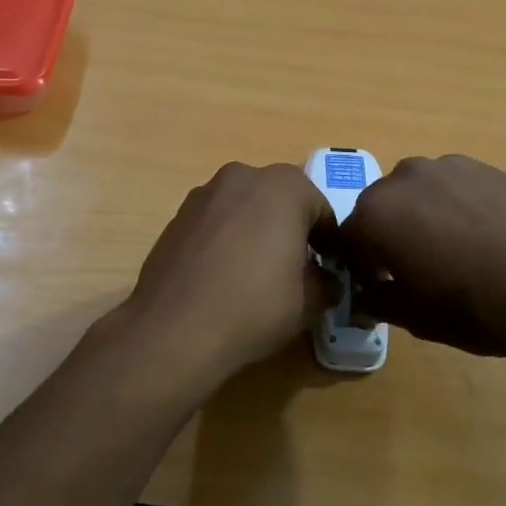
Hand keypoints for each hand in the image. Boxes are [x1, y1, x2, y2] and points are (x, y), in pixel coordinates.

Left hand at [117, 162, 339, 392]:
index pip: (321, 209)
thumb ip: (327, 282)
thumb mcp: (310, 301)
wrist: (174, 328)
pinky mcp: (177, 215)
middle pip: (280, 200)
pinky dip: (226, 239)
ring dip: (256, 230)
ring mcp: (204, 193)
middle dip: (291, 228)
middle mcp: (243, 176)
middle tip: (295, 268)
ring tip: (255, 272)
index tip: (330, 269)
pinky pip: (215, 222)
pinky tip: (223, 275)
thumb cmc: (254, 306)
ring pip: (244, 207)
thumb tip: (326, 280)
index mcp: (284, 186)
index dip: (330, 241)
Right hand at [335, 155, 505, 367]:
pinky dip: (453, 206)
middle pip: (379, 209)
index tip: (379, 286)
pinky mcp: (483, 165)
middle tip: (417, 269)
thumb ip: (378, 299)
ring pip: (416, 194)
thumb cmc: (481, 309)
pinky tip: (483, 235)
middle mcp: (403, 178)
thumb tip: (366, 293)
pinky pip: (451, 186)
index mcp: (376, 215)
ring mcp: (446, 166)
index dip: (359, 266)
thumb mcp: (417, 318)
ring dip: (421, 218)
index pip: (346, 238)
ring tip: (455, 250)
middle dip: (388, 236)